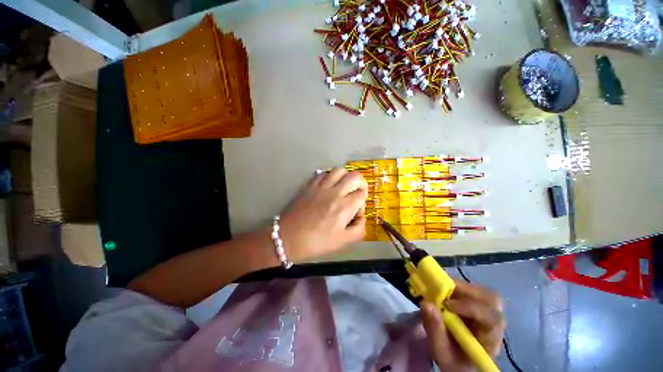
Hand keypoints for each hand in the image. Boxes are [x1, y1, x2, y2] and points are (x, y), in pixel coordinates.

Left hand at [279, 168, 367, 261]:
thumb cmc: (316, 242)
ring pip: (340, 170)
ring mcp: (321, 186)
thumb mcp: (342, 242)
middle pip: (355, 176)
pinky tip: (329, 186)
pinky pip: (325, 173)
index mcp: (344, 207)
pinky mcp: (310, 185)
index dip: (363, 203)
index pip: (362, 194)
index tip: (355, 213)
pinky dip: (331, 176)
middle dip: (361, 184)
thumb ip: (359, 230)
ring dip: (346, 177)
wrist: (288, 237)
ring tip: (343, 188)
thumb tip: (361, 218)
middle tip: (356, 194)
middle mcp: (335, 192)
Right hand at [420, 280, 505, 371]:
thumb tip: (426, 303)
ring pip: (483, 292)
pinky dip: (459, 287)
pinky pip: (475, 291)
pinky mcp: (480, 307)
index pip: (491, 318)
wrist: (461, 364)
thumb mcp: (442, 352)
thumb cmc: (454, 361)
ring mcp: (489, 313)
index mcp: (490, 339)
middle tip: (442, 288)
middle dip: (466, 290)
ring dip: (461, 287)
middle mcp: (494, 324)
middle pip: (492, 299)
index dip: (471, 306)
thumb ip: (435, 331)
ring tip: (442, 289)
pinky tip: (445, 291)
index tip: (447, 304)